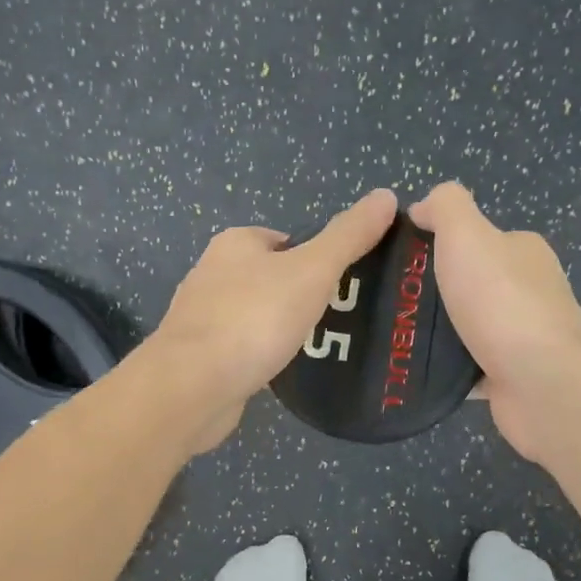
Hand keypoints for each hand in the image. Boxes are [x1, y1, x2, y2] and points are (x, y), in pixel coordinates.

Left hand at [147, 188, 398, 452]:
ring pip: (256, 313)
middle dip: (301, 295)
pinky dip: (262, 353)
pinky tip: (280, 369)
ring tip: (316, 345)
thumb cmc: (255, 318)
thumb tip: (386, 195)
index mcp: (236, 242)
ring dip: (281, 326)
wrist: (193, 386)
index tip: (344, 285)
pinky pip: (243, 346)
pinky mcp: (200, 354)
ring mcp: (202, 316)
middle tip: (337, 318)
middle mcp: (213, 272)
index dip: (318, 259)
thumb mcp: (313, 270)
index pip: (287, 240)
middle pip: (272, 276)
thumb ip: (348, 236)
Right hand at [409, 182, 580, 462]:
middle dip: (426, 293)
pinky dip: (444, 369)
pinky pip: (466, 368)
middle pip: (464, 284)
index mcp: (520, 252)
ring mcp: (520, 336)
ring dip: (432, 333)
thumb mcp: (467, 234)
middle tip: (386, 303)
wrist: (544, 384)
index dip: (431, 244)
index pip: (471, 239)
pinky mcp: (510, 377)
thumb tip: (423, 207)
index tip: (394, 261)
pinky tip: (414, 369)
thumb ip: (445, 207)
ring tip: (391, 337)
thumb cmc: (502, 302)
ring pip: (462, 328)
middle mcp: (525, 291)